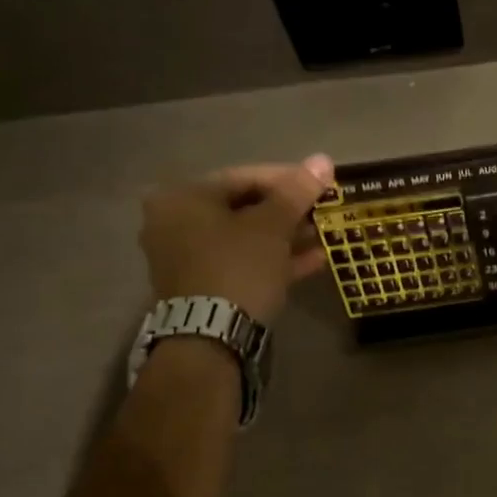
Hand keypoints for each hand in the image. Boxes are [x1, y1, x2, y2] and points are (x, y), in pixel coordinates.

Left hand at [140, 155, 335, 323]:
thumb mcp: (272, 226)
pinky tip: (312, 261)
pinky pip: (240, 262)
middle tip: (321, 212)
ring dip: (284, 237)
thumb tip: (323, 160)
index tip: (320, 185)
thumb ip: (297, 192)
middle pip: (242, 208)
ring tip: (322, 236)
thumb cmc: (238, 267)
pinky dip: (272, 259)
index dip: (288, 179)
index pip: (244, 177)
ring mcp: (185, 257)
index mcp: (183, 197)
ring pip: (244, 238)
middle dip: (287, 211)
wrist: (210, 336)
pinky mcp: (200, 286)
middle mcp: (174, 222)